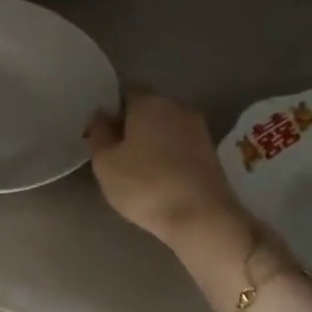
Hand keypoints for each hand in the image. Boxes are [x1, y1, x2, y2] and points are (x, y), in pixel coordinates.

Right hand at [85, 90, 250, 251]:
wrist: (202, 219)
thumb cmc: (145, 185)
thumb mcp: (105, 163)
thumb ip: (98, 134)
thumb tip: (100, 115)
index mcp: (149, 103)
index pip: (127, 92)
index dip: (113, 109)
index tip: (102, 132)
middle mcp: (178, 108)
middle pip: (149, 109)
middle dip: (133, 125)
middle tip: (116, 152)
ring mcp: (200, 131)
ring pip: (167, 129)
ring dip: (153, 142)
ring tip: (137, 169)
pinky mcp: (212, 155)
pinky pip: (182, 147)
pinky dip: (170, 156)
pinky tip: (159, 179)